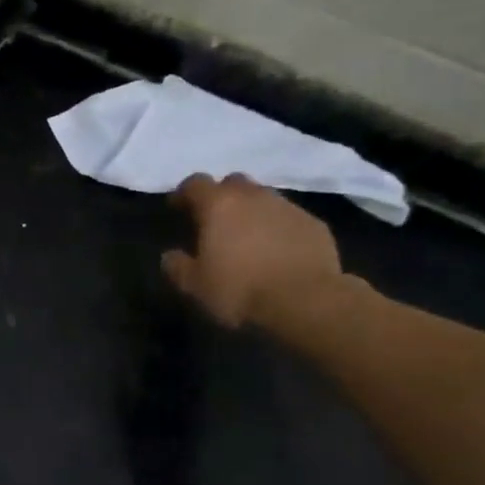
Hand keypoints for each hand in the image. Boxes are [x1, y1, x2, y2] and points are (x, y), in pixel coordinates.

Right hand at [162, 173, 350, 332]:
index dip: (183, 193)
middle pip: (233, 183)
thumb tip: (170, 256)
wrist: (305, 301)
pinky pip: (289, 218)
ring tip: (247, 237)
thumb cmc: (239, 290)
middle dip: (222, 196)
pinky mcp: (315, 224)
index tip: (177, 208)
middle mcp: (254, 197)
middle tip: (215, 220)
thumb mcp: (194, 286)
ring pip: (264, 198)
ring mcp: (288, 208)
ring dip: (252, 211)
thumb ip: (177, 266)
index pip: (195, 183)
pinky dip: (278, 228)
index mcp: (219, 206)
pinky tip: (276, 251)